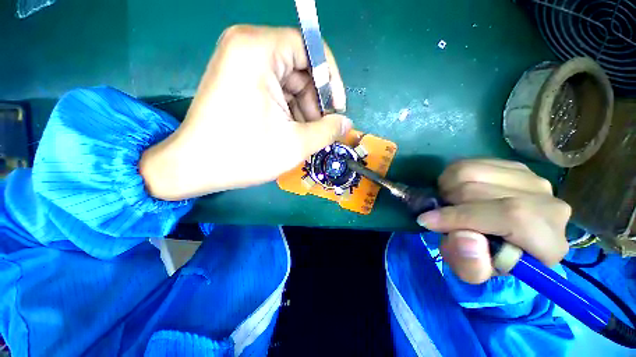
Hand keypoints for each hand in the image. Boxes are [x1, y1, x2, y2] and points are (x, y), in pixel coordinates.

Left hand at [140, 25, 350, 199]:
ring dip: (303, 109)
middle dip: (315, 101)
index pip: (311, 49)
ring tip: (304, 135)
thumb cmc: (245, 154)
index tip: (337, 109)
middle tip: (319, 129)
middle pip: (300, 67)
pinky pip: (275, 89)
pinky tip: (289, 131)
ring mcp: (240, 63)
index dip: (331, 79)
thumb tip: (347, 123)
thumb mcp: (296, 144)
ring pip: (289, 81)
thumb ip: (328, 131)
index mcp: (258, 49)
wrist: (195, 167)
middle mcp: (247, 46)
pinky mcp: (238, 80)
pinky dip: (288, 109)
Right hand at [417, 159, 570, 283]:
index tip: (428, 221)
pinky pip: (469, 163)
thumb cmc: (488, 260)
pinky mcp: (513, 166)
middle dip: (449, 204)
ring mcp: (532, 179)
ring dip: (447, 189)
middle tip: (441, 216)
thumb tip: (466, 237)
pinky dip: (451, 177)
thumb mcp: (475, 273)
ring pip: (471, 171)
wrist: (504, 239)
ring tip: (449, 204)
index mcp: (548, 242)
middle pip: (481, 190)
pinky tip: (456, 192)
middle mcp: (548, 204)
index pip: (511, 217)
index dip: (462, 217)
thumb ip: (471, 266)